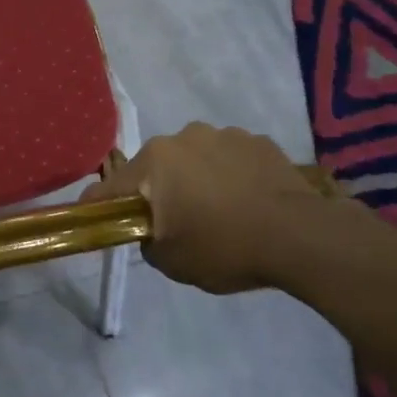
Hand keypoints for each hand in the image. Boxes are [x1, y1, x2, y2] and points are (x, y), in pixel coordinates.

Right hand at [84, 124, 371, 294]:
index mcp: (154, 161)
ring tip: (219, 212)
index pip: (111, 187)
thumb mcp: (171, 261)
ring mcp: (224, 134)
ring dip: (197, 180)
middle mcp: (183, 137)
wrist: (301, 237)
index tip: (95, 219)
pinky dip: (230, 176)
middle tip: (174, 222)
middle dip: (159, 191)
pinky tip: (247, 202)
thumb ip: (146, 241)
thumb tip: (150, 230)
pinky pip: (230, 159)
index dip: (99, 206)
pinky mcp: (259, 141)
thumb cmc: (225, 247)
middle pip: (156, 168)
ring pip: (195, 159)